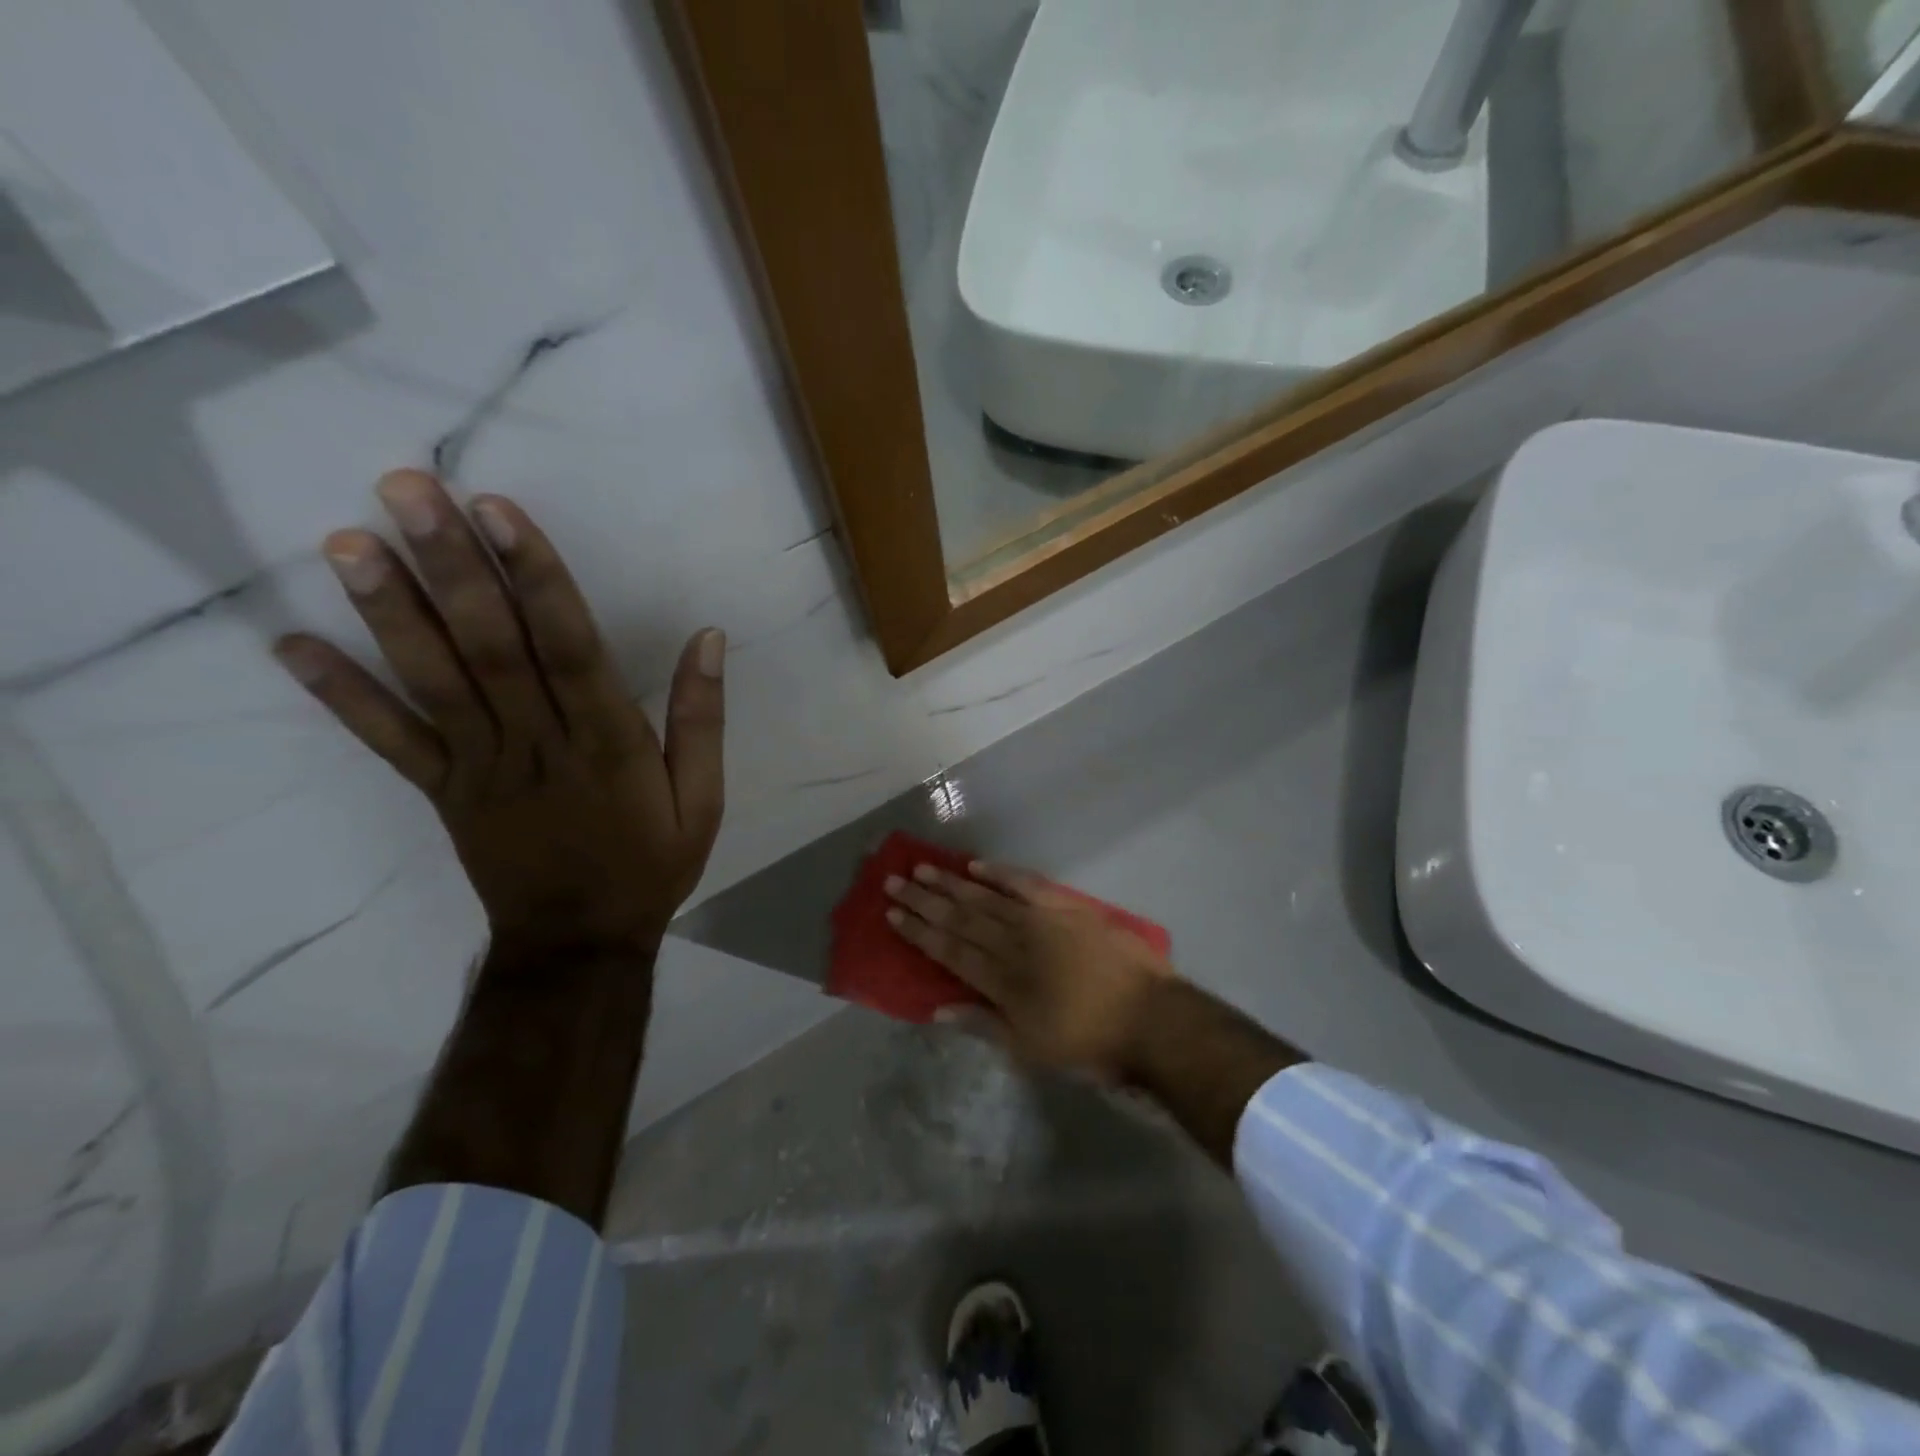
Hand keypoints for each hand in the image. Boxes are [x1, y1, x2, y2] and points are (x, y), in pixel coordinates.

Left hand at [274, 469, 724, 951]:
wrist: (579, 942)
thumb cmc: (650, 863)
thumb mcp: (702, 798)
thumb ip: (701, 719)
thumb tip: (707, 639)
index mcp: (607, 743)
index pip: (569, 648)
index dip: (536, 577)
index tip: (500, 511)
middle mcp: (538, 745)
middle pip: (491, 647)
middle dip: (451, 567)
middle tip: (408, 490)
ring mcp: (480, 769)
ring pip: (434, 683)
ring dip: (391, 612)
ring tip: (349, 542)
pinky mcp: (443, 792)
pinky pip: (390, 743)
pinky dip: (341, 697)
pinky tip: (292, 645)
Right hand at [883, 861, 1176, 1081]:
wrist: (1151, 1019)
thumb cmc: (1089, 1044)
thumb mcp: (1031, 1050)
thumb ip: (983, 1024)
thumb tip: (938, 1009)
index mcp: (1002, 981)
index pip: (949, 949)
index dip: (919, 931)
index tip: (893, 913)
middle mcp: (1014, 943)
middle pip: (960, 917)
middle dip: (924, 900)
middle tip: (893, 881)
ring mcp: (1042, 920)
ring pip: (986, 896)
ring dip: (952, 882)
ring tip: (922, 868)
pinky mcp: (1068, 907)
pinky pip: (1027, 884)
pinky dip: (1001, 873)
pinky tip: (977, 865)